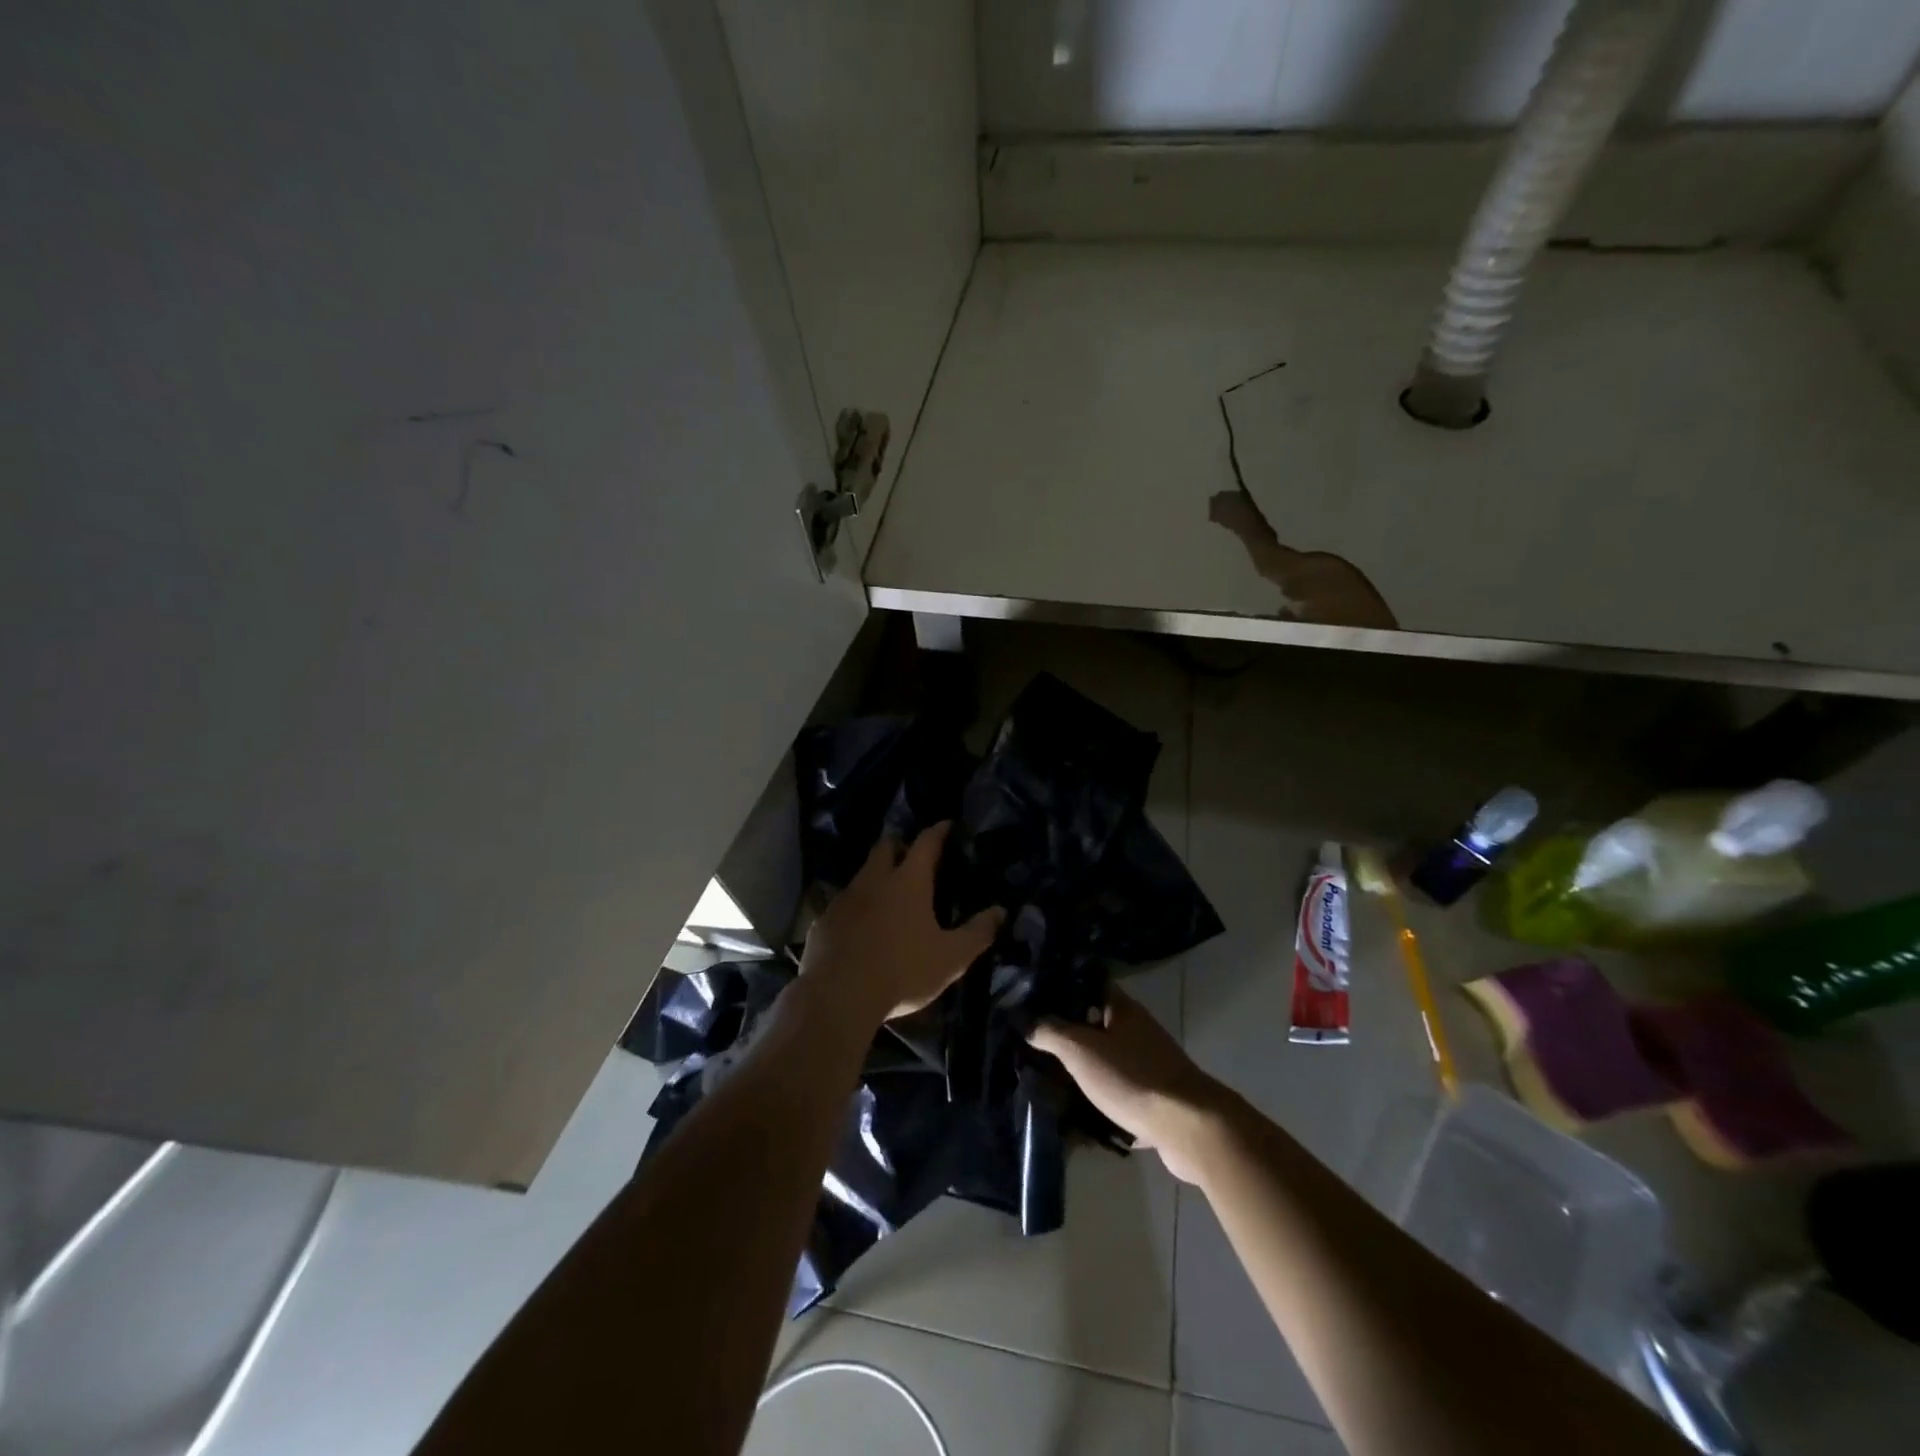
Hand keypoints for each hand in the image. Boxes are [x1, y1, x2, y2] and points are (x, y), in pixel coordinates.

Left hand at [800, 822, 1003, 1026]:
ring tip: (889, 893)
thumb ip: (978, 933)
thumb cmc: (902, 971)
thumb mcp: (951, 958)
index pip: (926, 842)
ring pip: (862, 874)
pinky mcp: (823, 921)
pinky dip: (856, 907)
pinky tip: (861, 926)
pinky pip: (843, 904)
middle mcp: (874, 880)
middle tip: (913, 856)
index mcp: (908, 881)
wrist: (838, 996)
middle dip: (900, 845)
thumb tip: (1001, 911)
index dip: (938, 831)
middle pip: (885, 847)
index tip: (947, 825)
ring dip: (876, 876)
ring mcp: (844, 899)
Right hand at [1028, 988, 1226, 1184]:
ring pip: (1108, 1059)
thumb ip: (1050, 1033)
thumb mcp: (1081, 1051)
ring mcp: (1150, 1064)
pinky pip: (1121, 1093)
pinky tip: (1078, 1116)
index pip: (1089, 984)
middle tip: (1033, 1041)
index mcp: (1123, 1009)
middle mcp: (1138, 1030)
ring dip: (1084, 1069)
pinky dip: (1101, 1101)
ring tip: (1049, 1078)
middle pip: (1096, 1023)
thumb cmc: (1133, 1078)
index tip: (1033, 995)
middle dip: (1068, 1032)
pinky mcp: (1156, 1097)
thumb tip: (1024, 1020)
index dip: (1062, 986)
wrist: (1189, 1128)